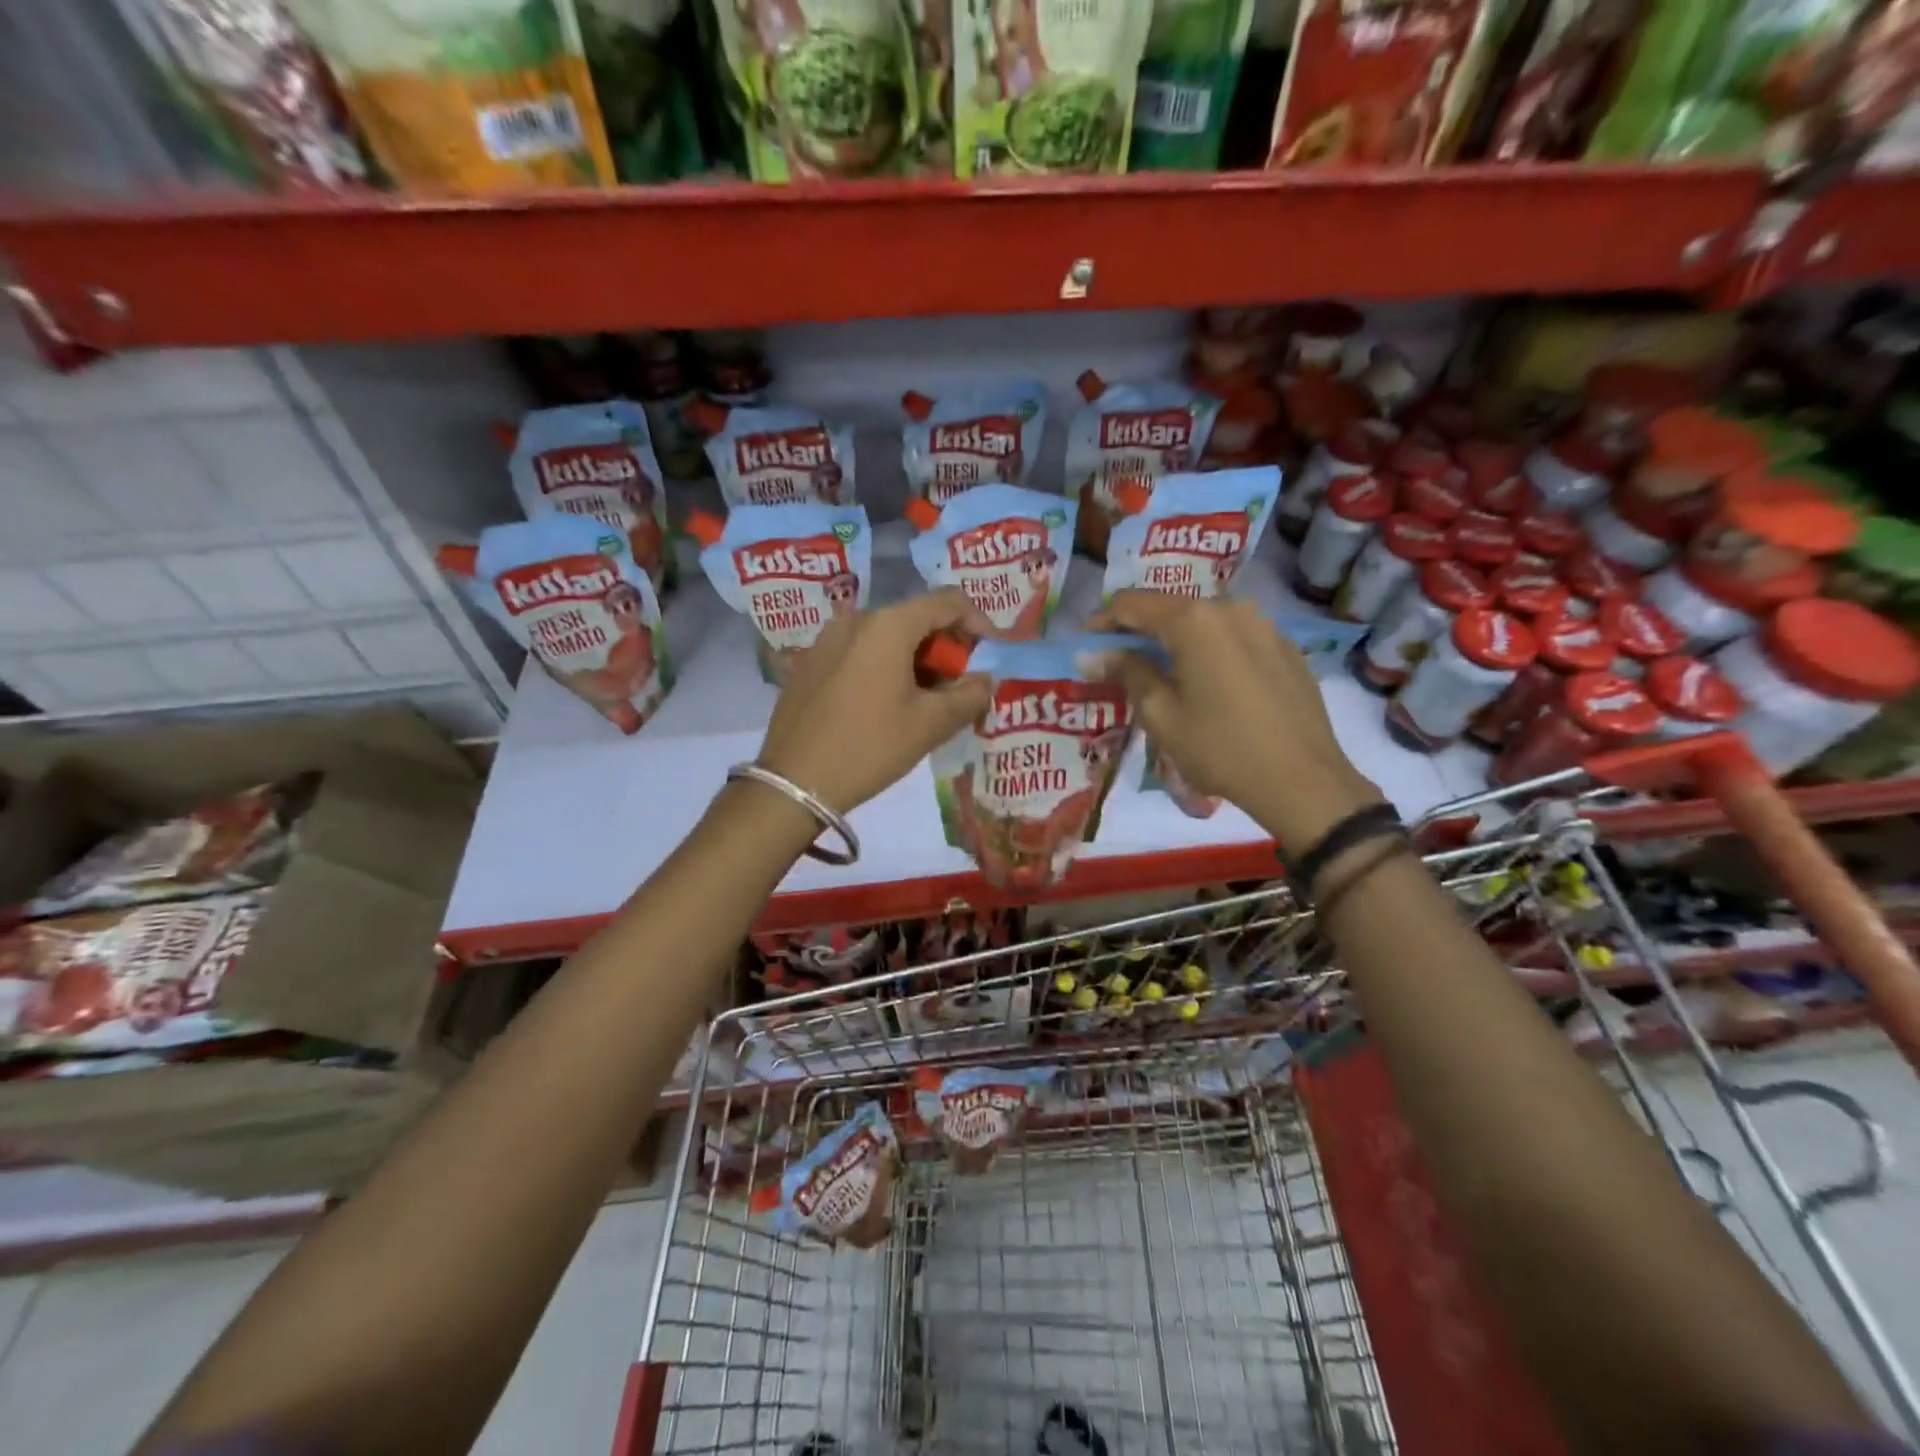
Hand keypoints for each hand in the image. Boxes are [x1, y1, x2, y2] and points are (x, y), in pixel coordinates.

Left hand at [757, 588, 992, 814]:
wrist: (794, 782)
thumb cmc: (870, 746)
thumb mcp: (930, 724)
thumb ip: (969, 695)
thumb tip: (985, 679)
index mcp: (888, 625)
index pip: (948, 602)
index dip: (979, 624)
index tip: (990, 658)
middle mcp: (856, 620)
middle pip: (917, 618)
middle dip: (947, 649)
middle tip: (960, 688)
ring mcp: (828, 640)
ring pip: (888, 637)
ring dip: (917, 661)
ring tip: (927, 702)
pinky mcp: (811, 663)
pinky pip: (861, 653)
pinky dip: (886, 668)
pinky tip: (887, 706)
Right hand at [1091, 591, 1382, 850]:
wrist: (1302, 780)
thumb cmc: (1220, 747)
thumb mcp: (1161, 714)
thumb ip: (1127, 673)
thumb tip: (1094, 654)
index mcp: (1194, 621)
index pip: (1133, 604)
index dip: (1104, 621)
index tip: (1088, 644)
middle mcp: (1231, 609)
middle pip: (1171, 610)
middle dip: (1141, 633)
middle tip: (1121, 664)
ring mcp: (1264, 626)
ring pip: (1205, 624)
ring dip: (1177, 643)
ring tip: (1164, 677)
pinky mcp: (1287, 649)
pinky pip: (1235, 640)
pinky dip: (1211, 653)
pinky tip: (1209, 687)